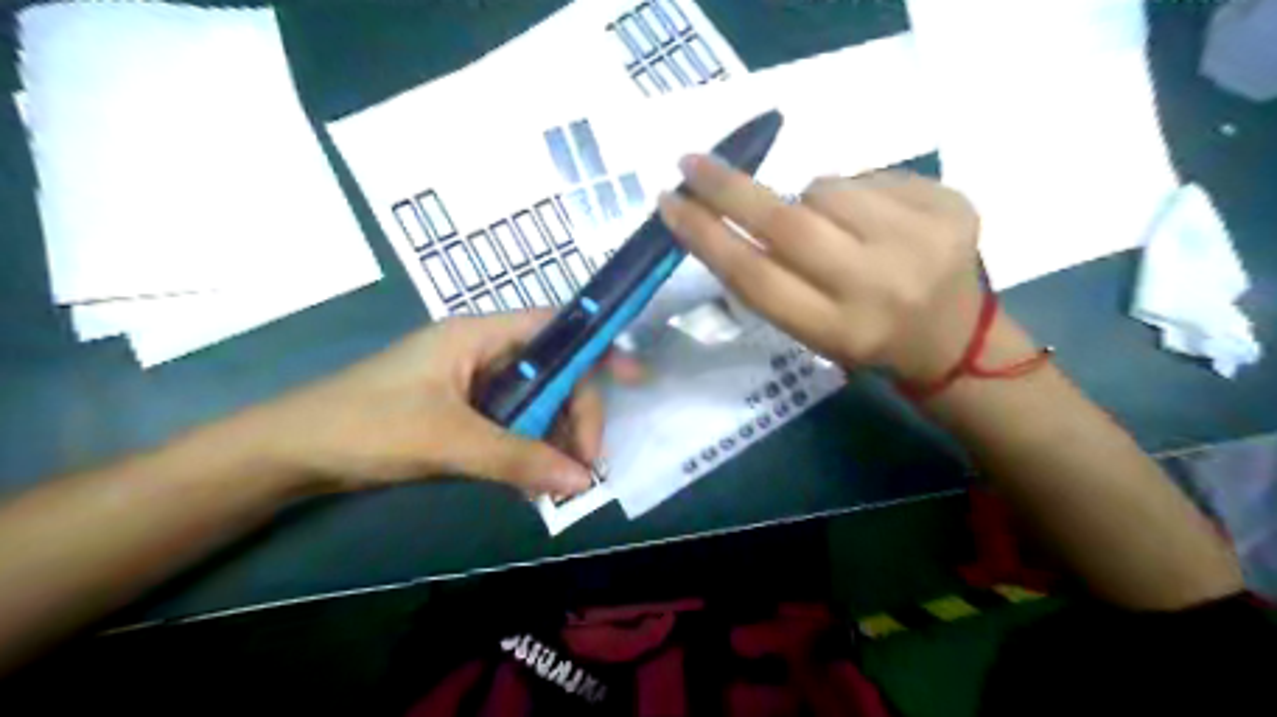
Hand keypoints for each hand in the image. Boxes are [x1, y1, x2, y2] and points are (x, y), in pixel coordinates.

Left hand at [240, 314, 639, 496]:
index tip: (632, 378)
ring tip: (562, 482)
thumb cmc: (366, 425)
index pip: (555, 328)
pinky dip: (528, 451)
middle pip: (551, 372)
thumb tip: (583, 481)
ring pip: (535, 403)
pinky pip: (512, 425)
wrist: (291, 453)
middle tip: (585, 463)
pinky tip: (534, 482)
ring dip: (553, 439)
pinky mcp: (463, 413)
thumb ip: (518, 459)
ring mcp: (473, 384)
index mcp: (479, 335)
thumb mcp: (448, 441)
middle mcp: (483, 352)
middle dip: (575, 414)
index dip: (597, 347)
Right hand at [657, 153, 984, 380]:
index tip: (670, 205)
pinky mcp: (951, 205)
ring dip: (811, 200)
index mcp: (839, 330)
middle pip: (786, 223)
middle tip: (691, 164)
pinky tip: (877, 221)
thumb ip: (770, 281)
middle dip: (729, 189)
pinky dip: (855, 193)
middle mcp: (880, 287)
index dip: (706, 237)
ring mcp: (923, 240)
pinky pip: (870, 177)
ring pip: (827, 189)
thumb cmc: (866, 339)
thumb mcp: (810, 331)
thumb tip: (729, 212)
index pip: (757, 276)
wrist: (956, 338)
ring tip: (835, 228)